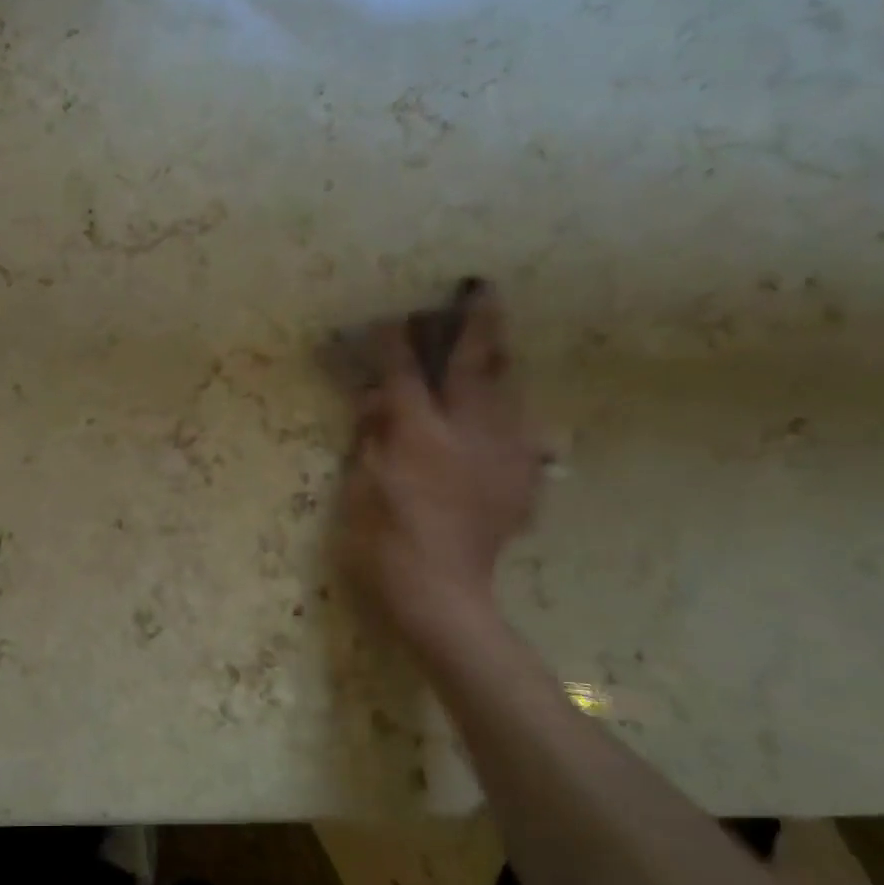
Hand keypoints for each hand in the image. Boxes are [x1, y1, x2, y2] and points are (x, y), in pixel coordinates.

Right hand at [336, 284, 545, 647]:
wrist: (441, 594)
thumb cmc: (383, 543)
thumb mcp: (361, 488)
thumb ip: (372, 438)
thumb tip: (378, 401)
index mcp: (420, 436)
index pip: (405, 375)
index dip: (397, 342)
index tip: (393, 317)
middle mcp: (469, 434)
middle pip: (476, 366)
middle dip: (477, 325)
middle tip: (481, 290)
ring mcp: (503, 456)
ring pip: (508, 391)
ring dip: (499, 361)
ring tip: (495, 340)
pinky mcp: (521, 479)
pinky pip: (520, 430)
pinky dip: (508, 412)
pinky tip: (500, 413)